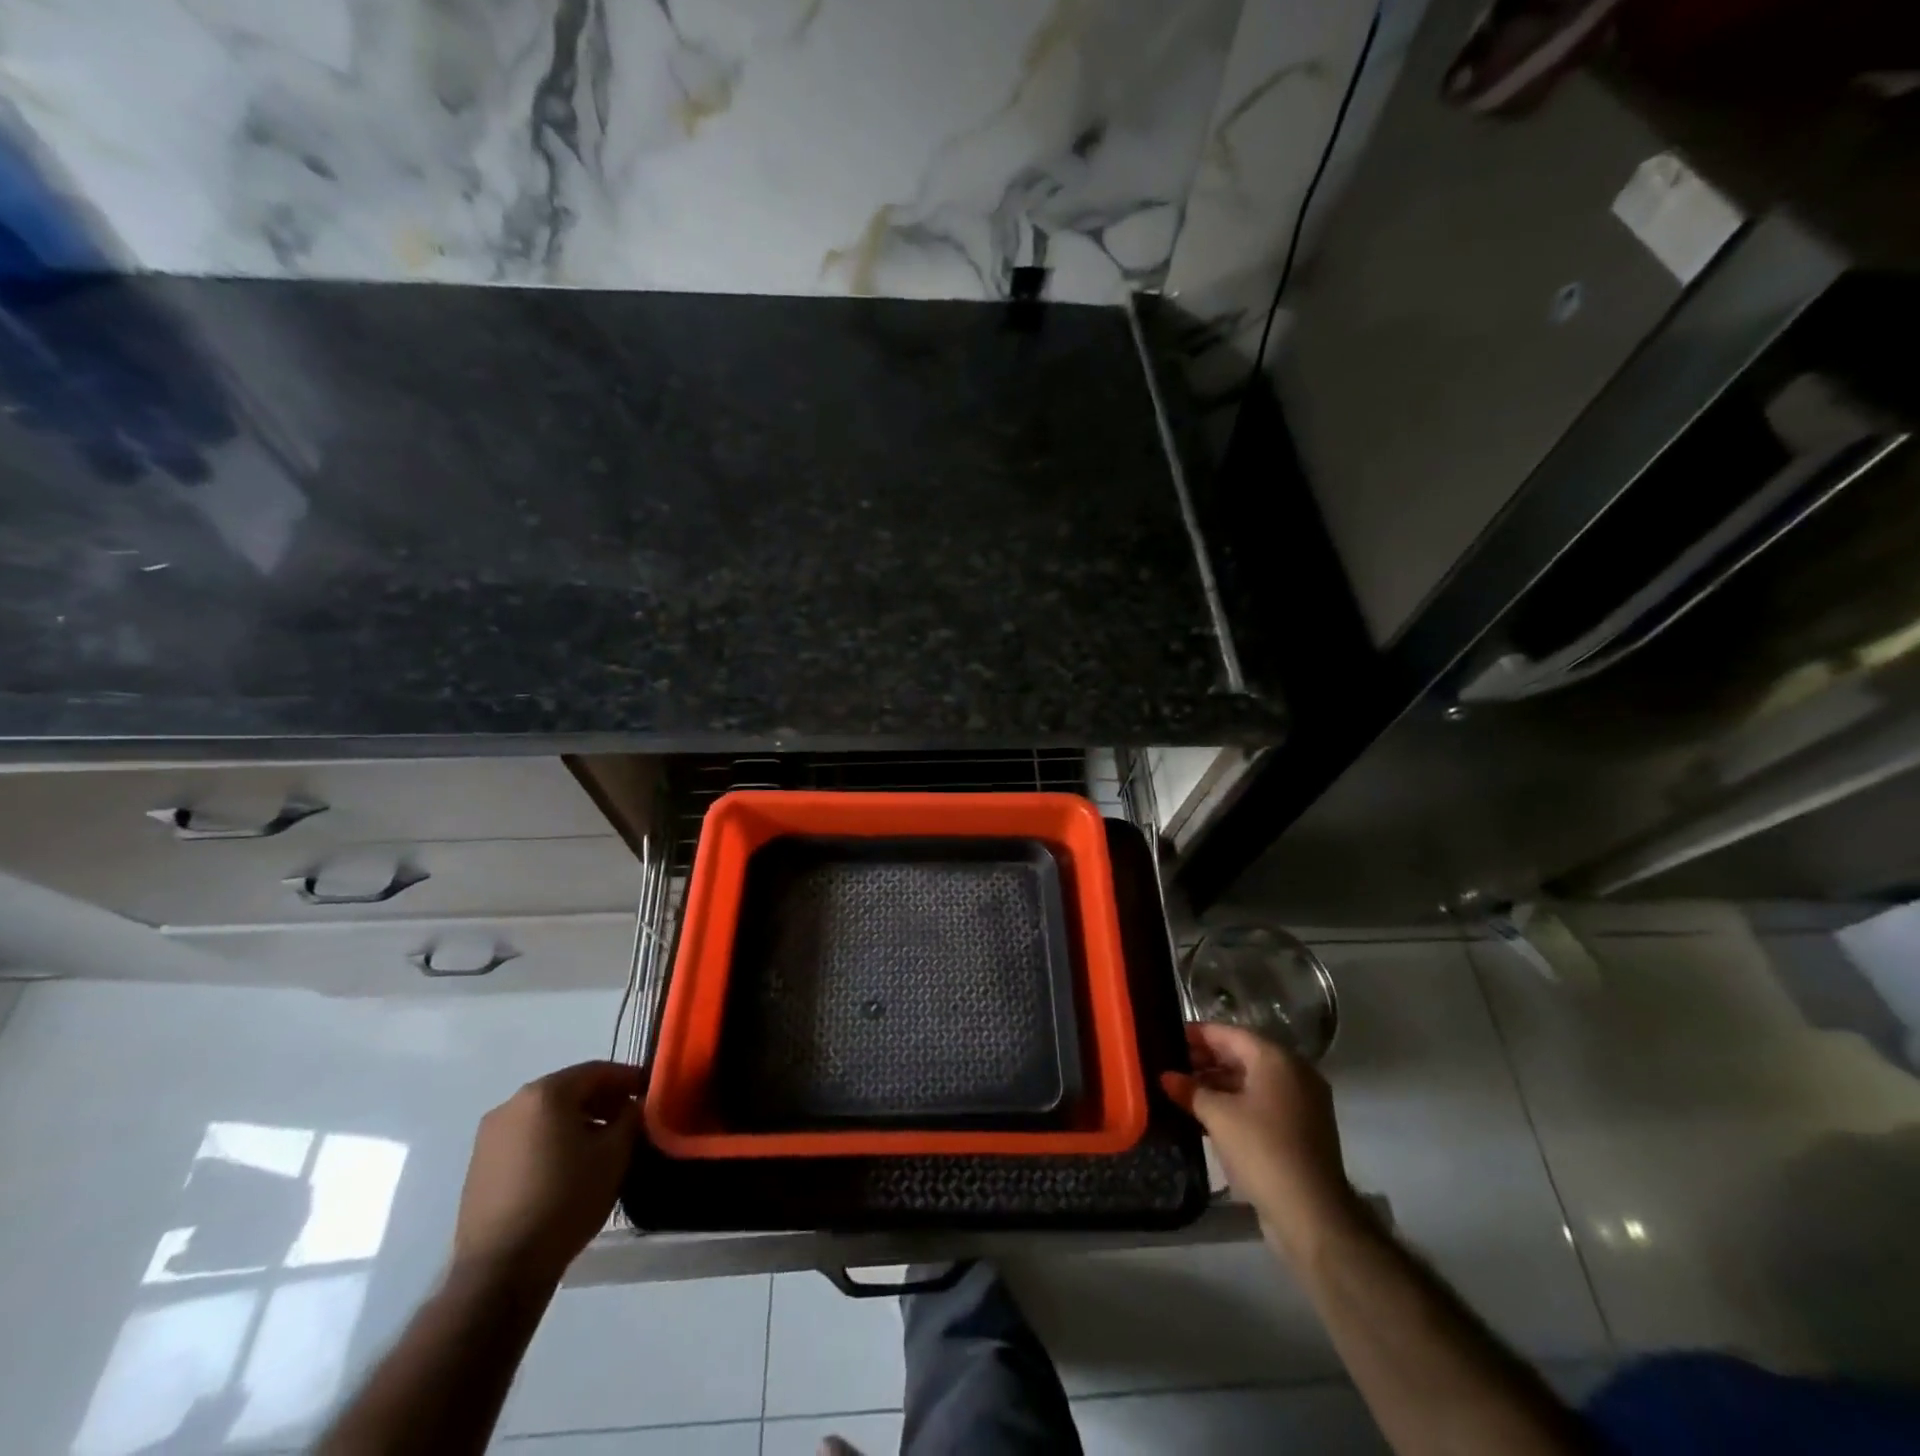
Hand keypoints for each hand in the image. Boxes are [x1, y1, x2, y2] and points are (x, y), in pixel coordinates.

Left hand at [453, 1060, 643, 1286]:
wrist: (501, 1269)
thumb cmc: (566, 1199)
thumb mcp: (615, 1154)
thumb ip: (631, 1118)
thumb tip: (634, 1106)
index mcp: (545, 1093)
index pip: (597, 1071)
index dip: (628, 1078)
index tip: (649, 1092)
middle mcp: (512, 1104)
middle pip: (568, 1090)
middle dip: (602, 1100)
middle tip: (629, 1119)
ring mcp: (489, 1137)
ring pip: (546, 1115)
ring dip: (576, 1122)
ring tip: (601, 1146)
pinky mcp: (479, 1167)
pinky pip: (526, 1139)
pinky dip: (551, 1141)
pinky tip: (568, 1167)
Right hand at [1165, 1023, 1359, 1257]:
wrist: (1312, 1215)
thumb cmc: (1262, 1150)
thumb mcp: (1218, 1116)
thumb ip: (1190, 1090)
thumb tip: (1166, 1076)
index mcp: (1276, 1059)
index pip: (1229, 1033)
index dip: (1197, 1034)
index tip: (1168, 1038)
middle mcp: (1294, 1072)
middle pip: (1242, 1054)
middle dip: (1206, 1060)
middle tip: (1171, 1066)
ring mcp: (1301, 1102)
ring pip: (1252, 1081)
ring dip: (1219, 1084)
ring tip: (1183, 1091)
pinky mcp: (1302, 1129)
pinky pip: (1262, 1103)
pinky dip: (1237, 1103)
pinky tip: (1207, 1114)